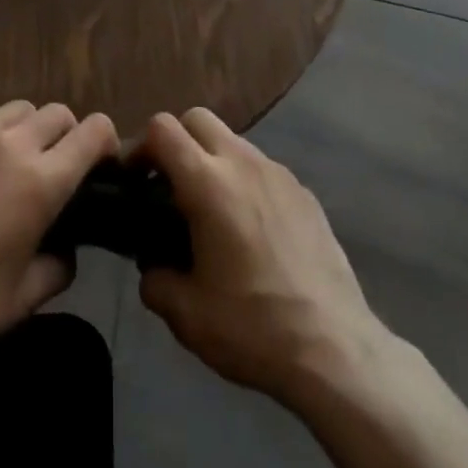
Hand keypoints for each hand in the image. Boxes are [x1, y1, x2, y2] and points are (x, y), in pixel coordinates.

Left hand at [0, 100, 118, 365]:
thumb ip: (59, 264)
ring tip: (14, 163)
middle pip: (56, 112)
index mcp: (40, 180)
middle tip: (58, 168)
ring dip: (28, 129)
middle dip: (68, 134)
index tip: (102, 163)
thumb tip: (66, 247)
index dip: (106, 141)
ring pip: (16, 109)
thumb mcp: (25, 298)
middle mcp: (8, 145)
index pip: (93, 131)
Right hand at [137, 109, 383, 407]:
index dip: (139, 146)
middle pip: (197, 119)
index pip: (162, 128)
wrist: (335, 349)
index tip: (133, 180)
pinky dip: (244, 182)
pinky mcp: (304, 192)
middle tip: (167, 187)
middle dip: (176, 142)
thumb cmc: (253, 327)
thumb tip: (152, 265)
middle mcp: (243, 163)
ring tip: (210, 212)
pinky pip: (262, 168)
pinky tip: (250, 230)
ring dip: (211, 160)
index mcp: (208, 183)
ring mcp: (278, 173)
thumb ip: (155, 279)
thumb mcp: (186, 315)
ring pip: (232, 141)